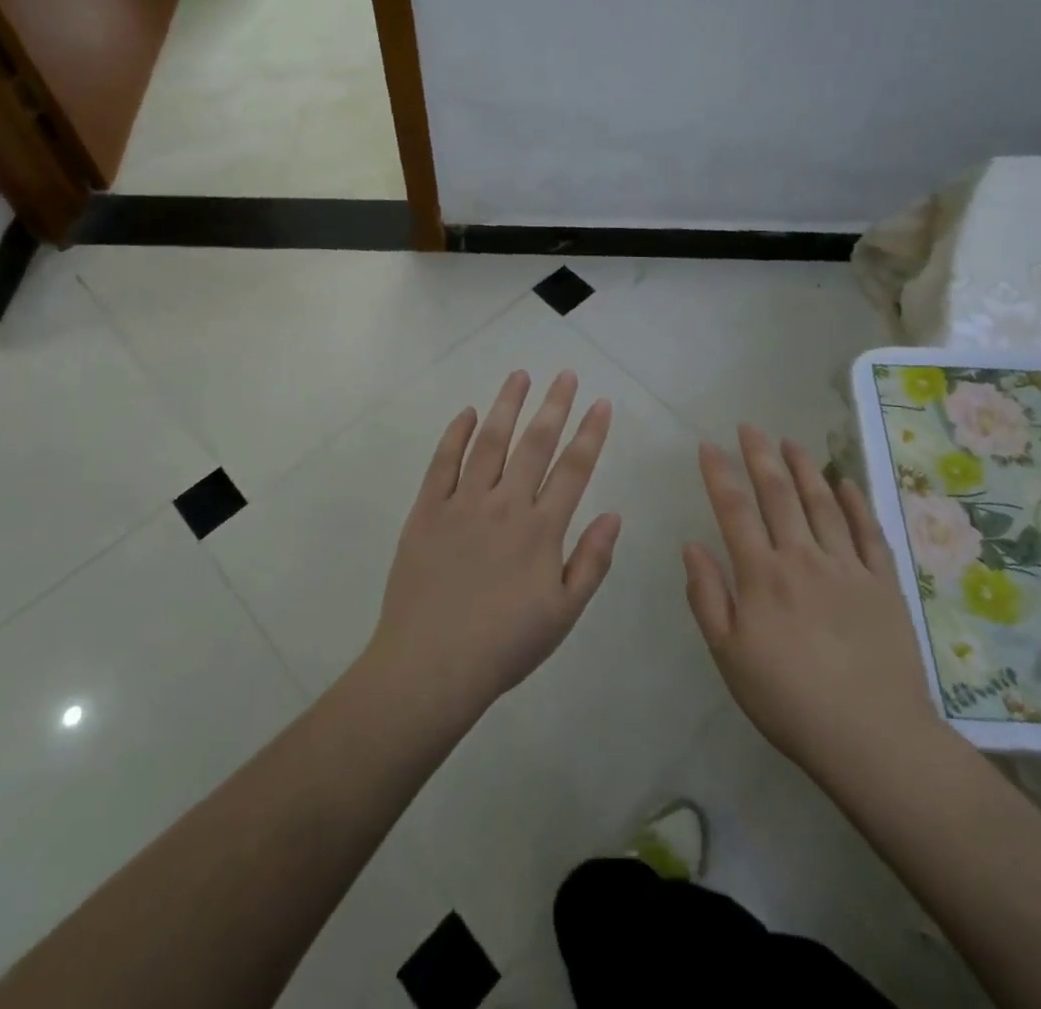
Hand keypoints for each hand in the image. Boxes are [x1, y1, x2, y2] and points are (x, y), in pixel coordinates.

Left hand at [366, 370, 620, 720]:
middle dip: (554, 405)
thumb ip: (591, 561)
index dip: (590, 433)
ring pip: (489, 442)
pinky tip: (468, 412)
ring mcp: (462, 504)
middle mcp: (505, 505)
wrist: (431, 665)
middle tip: (565, 374)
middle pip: (534, 444)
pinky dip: (455, 434)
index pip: (573, 469)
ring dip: (507, 406)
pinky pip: (442, 463)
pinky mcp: (427, 511)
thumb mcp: (564, 614)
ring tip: (519, 375)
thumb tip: (614, 513)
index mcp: (541, 530)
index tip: (601, 402)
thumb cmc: (505, 645)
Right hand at [684, 425, 940, 781]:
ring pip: (821, 503)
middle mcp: (802, 558)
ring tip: (790, 442)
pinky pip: (867, 532)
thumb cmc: (788, 700)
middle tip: (749, 427)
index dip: (719, 474)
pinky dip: (854, 502)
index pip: (735, 510)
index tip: (708, 445)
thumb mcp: (729, 656)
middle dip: (760, 456)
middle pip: (778, 495)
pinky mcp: (883, 583)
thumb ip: (707, 597)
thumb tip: (691, 545)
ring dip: (804, 468)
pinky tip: (844, 482)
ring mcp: (847, 567)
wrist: (873, 738)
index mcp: (761, 575)